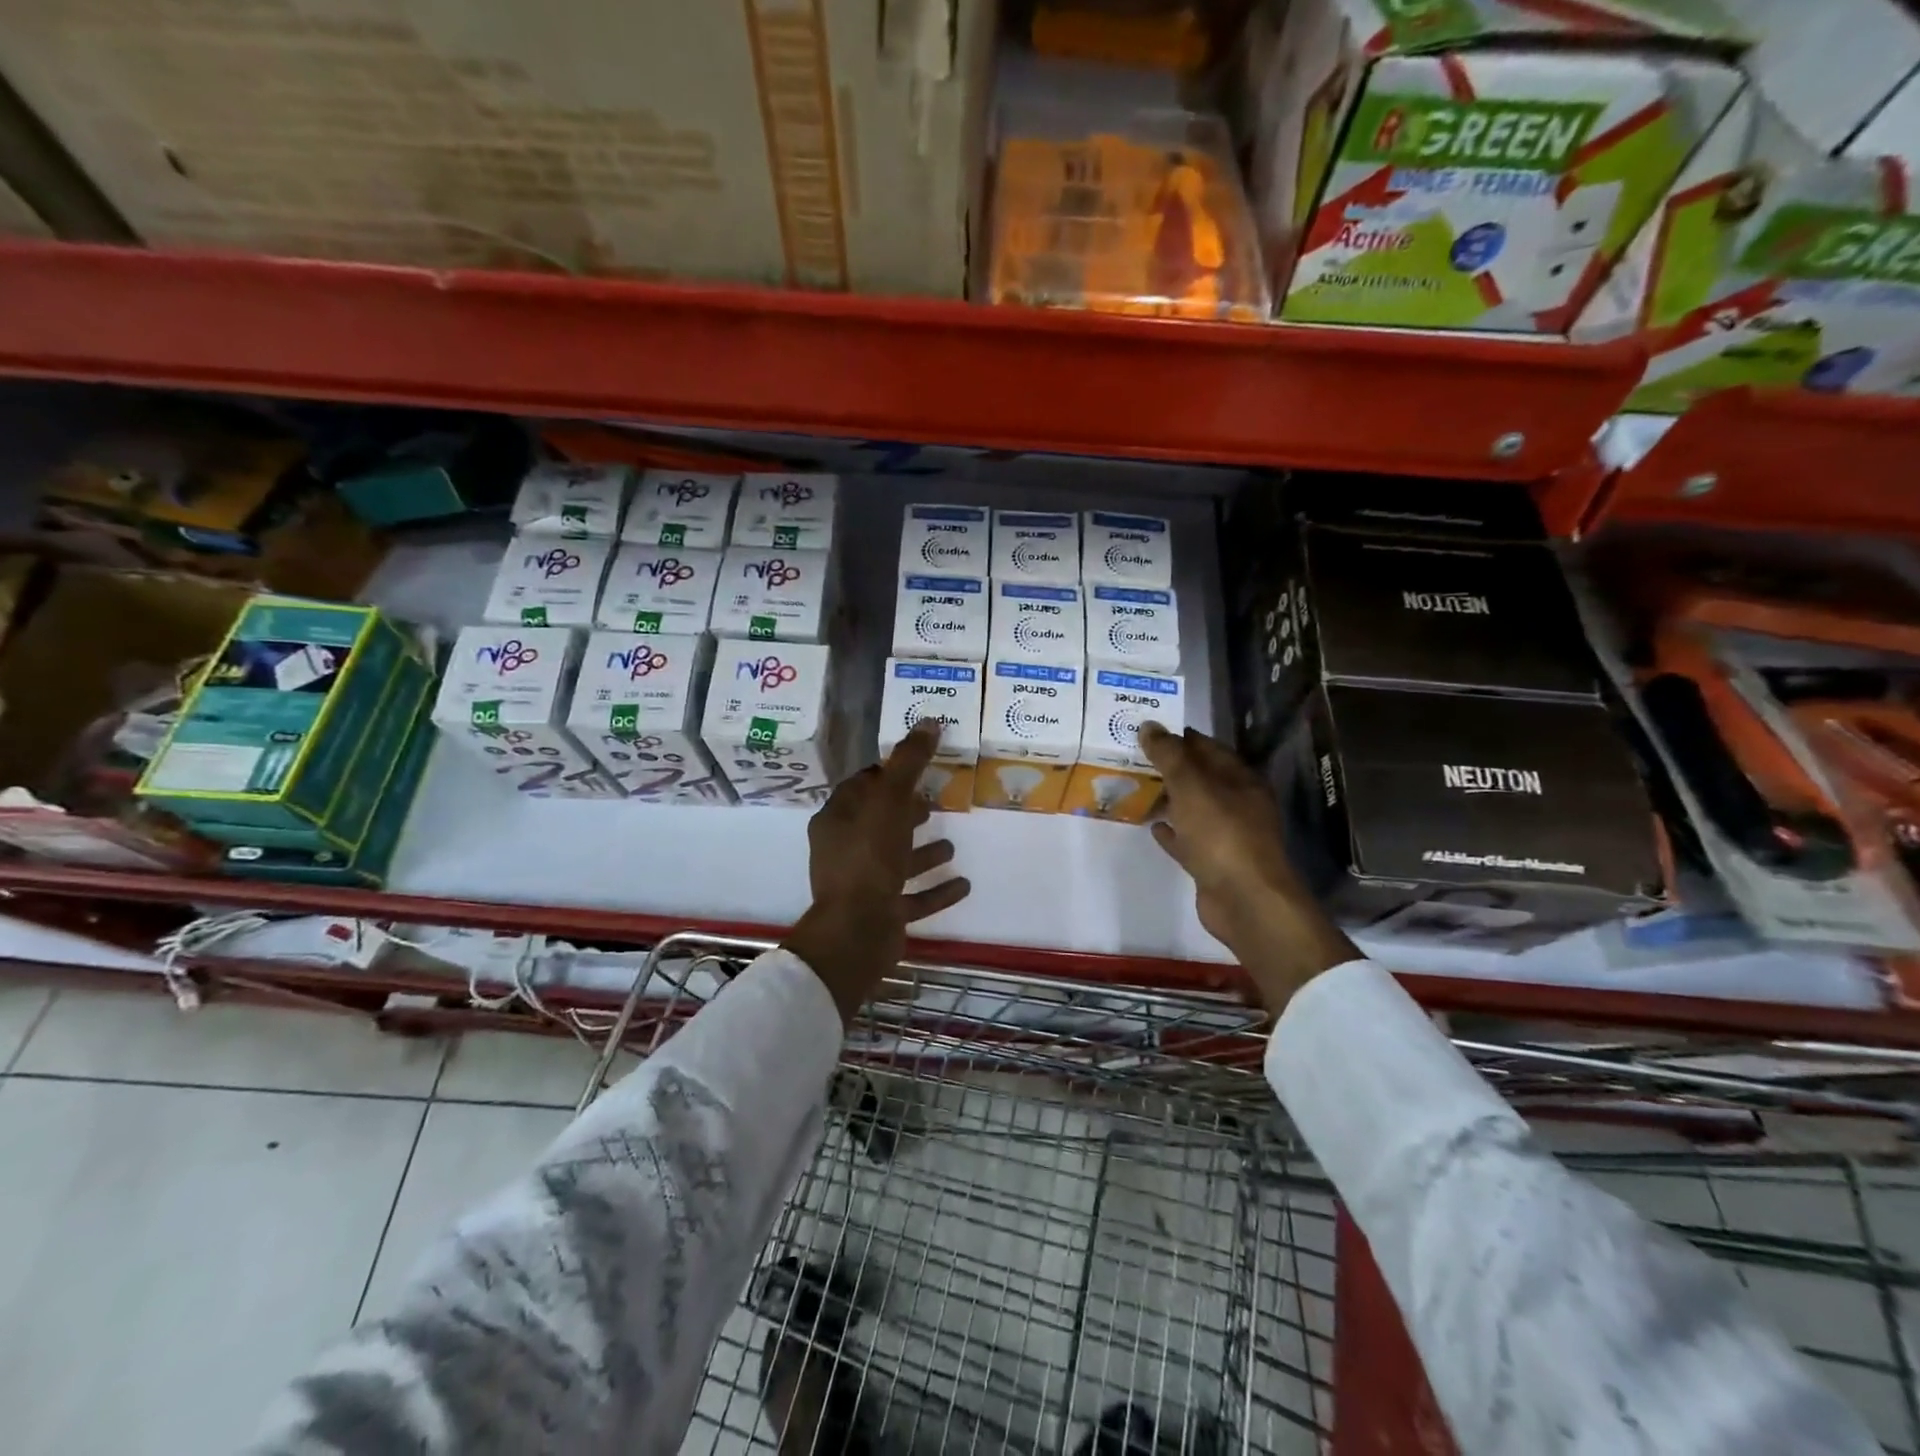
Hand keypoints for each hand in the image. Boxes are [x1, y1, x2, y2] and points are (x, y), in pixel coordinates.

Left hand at [783, 720, 971, 1022]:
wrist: (856, 932)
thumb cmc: (868, 858)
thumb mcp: (890, 801)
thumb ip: (909, 763)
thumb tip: (929, 721)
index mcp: (837, 820)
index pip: (860, 787)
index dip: (886, 775)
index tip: (915, 767)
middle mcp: (844, 849)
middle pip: (878, 823)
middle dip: (905, 812)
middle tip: (933, 802)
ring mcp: (862, 884)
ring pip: (895, 861)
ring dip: (922, 852)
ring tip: (952, 842)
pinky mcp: (880, 914)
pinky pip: (911, 897)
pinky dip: (935, 890)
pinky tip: (963, 884)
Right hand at [1138, 723, 1355, 1010]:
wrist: (1245, 901)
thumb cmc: (1222, 835)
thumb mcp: (1192, 787)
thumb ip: (1170, 756)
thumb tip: (1150, 725)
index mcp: (1241, 780)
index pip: (1208, 747)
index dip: (1179, 737)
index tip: (1147, 730)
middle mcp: (1239, 804)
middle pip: (1201, 778)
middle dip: (1170, 767)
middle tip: (1133, 756)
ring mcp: (1228, 835)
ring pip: (1194, 809)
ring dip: (1169, 799)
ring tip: (1136, 786)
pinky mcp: (1214, 863)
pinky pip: (1189, 840)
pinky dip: (1172, 831)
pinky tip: (1152, 825)